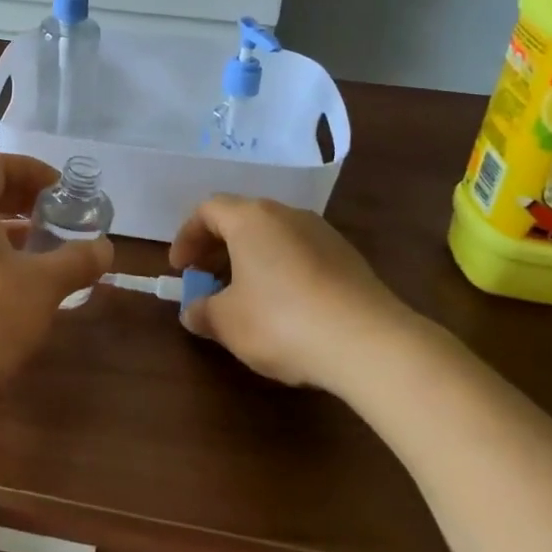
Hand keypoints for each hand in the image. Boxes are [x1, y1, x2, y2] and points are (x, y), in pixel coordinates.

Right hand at [169, 195, 411, 390]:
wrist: (370, 342)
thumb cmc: (282, 321)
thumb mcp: (228, 323)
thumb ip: (203, 312)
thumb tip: (192, 311)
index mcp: (251, 218)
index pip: (208, 210)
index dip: (187, 236)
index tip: (181, 268)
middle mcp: (286, 214)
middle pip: (242, 220)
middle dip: (217, 249)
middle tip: (206, 281)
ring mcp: (322, 233)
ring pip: (273, 237)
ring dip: (250, 260)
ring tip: (244, 297)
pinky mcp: (348, 258)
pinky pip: (300, 254)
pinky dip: (281, 271)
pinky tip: (284, 308)